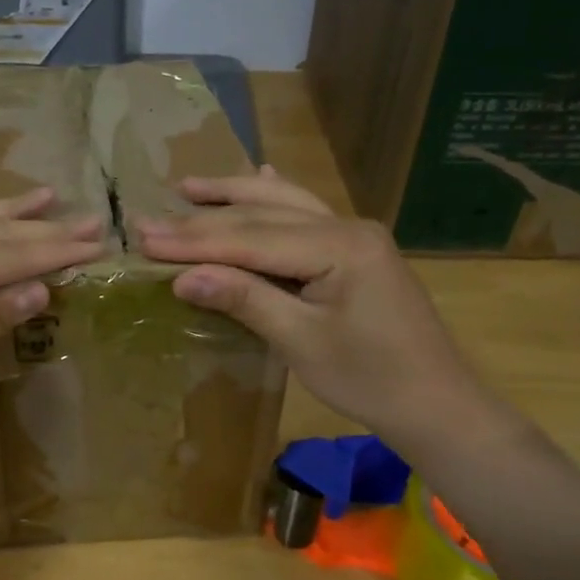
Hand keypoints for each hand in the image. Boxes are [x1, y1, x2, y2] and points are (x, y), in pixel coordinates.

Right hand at [134, 168, 499, 451]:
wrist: (436, 403)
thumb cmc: (370, 380)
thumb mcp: (302, 342)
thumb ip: (245, 300)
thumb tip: (182, 278)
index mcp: (340, 247)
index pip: (251, 238)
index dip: (194, 241)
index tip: (144, 238)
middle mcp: (347, 227)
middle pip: (263, 217)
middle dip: (203, 220)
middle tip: (148, 222)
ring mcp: (355, 235)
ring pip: (284, 204)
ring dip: (235, 195)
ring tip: (189, 186)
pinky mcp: (356, 250)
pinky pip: (306, 214)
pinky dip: (275, 198)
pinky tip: (262, 176)